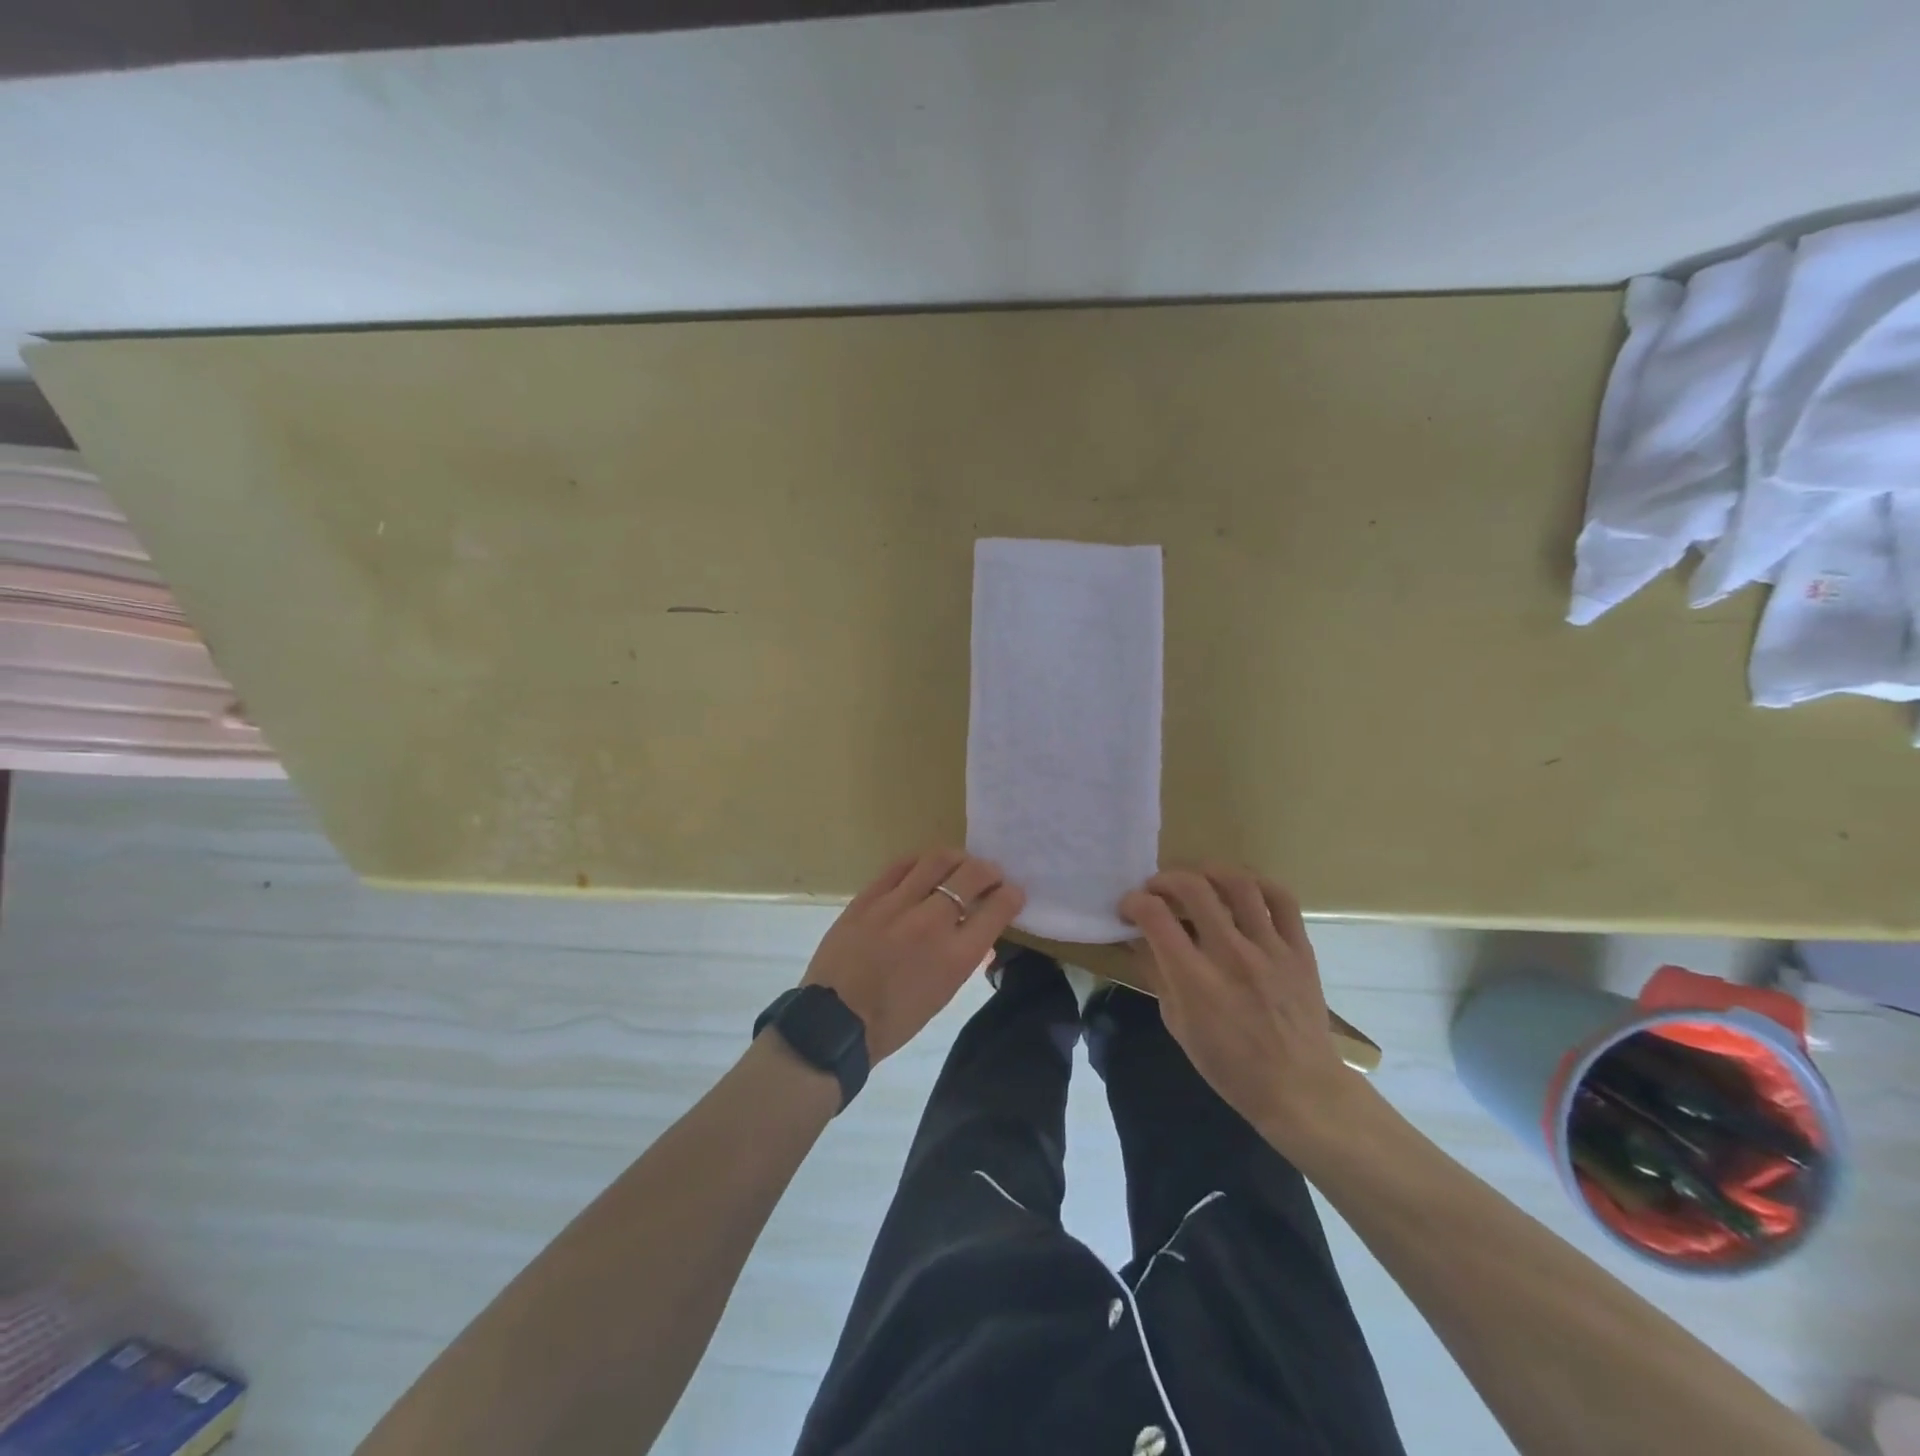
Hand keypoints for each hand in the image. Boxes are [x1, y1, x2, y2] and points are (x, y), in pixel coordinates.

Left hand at [801, 849, 1025, 1062]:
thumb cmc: (895, 1020)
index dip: (1011, 895)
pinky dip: (919, 863)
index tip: (1012, 893)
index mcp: (956, 956)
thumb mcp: (943, 994)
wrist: (835, 1023)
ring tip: (960, 864)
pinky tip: (924, 867)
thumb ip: (965, 958)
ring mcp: (896, 905)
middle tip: (991, 875)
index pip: (997, 909)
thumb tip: (981, 936)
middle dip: (990, 871)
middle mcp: (931, 923)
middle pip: (972, 875)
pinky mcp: (867, 898)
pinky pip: (900, 866)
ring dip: (958, 859)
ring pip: (937, 861)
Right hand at [1119, 867, 1361, 1150]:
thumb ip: (1157, 975)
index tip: (1129, 909)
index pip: (1155, 917)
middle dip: (1164, 879)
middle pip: (1193, 888)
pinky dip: (1258, 884)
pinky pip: (1282, 900)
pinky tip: (1242, 889)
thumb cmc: (1230, 1067)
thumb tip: (1138, 938)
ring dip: (1208, 872)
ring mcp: (1270, 949)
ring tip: (1197, 879)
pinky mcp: (1300, 950)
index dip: (1133, 903)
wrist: (1300, 1089)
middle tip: (1157, 891)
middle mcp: (1232, 956)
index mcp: (1196, 980)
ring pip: (1238, 884)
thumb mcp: (1178, 1025)